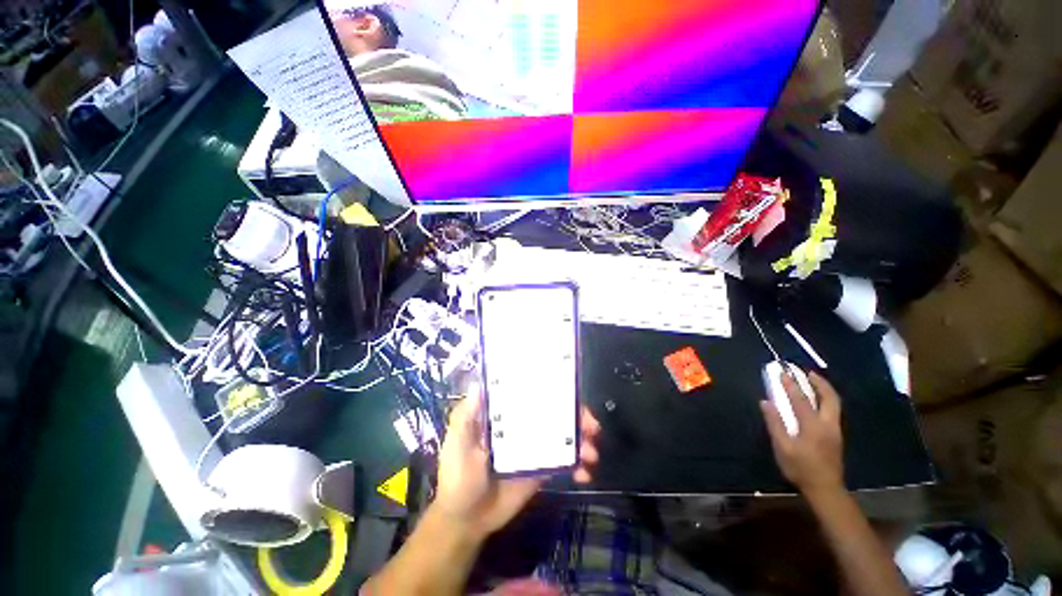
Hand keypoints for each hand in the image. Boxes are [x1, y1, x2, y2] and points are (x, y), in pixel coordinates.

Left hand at [434, 390, 600, 538]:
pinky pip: (564, 461)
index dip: (551, 389)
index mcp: (505, 414)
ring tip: (592, 453)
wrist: (466, 519)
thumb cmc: (458, 475)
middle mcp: (522, 425)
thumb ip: (466, 415)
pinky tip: (585, 473)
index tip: (570, 390)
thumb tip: (480, 383)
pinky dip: (578, 465)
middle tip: (592, 426)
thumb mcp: (456, 441)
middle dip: (576, 415)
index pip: (531, 394)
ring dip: (582, 439)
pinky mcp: (542, 469)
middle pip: (553, 412)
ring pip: (563, 435)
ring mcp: (534, 447)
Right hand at [760, 370, 843, 495]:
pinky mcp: (836, 436)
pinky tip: (818, 401)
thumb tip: (766, 402)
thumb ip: (775, 423)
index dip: (791, 385)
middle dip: (820, 383)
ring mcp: (835, 430)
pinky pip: (833, 411)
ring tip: (814, 381)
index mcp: (813, 426)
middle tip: (808, 373)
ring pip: (835, 404)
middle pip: (829, 398)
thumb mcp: (782, 447)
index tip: (783, 373)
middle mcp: (828, 424)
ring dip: (825, 390)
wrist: (825, 488)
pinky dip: (827, 400)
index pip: (801, 399)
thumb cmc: (800, 468)